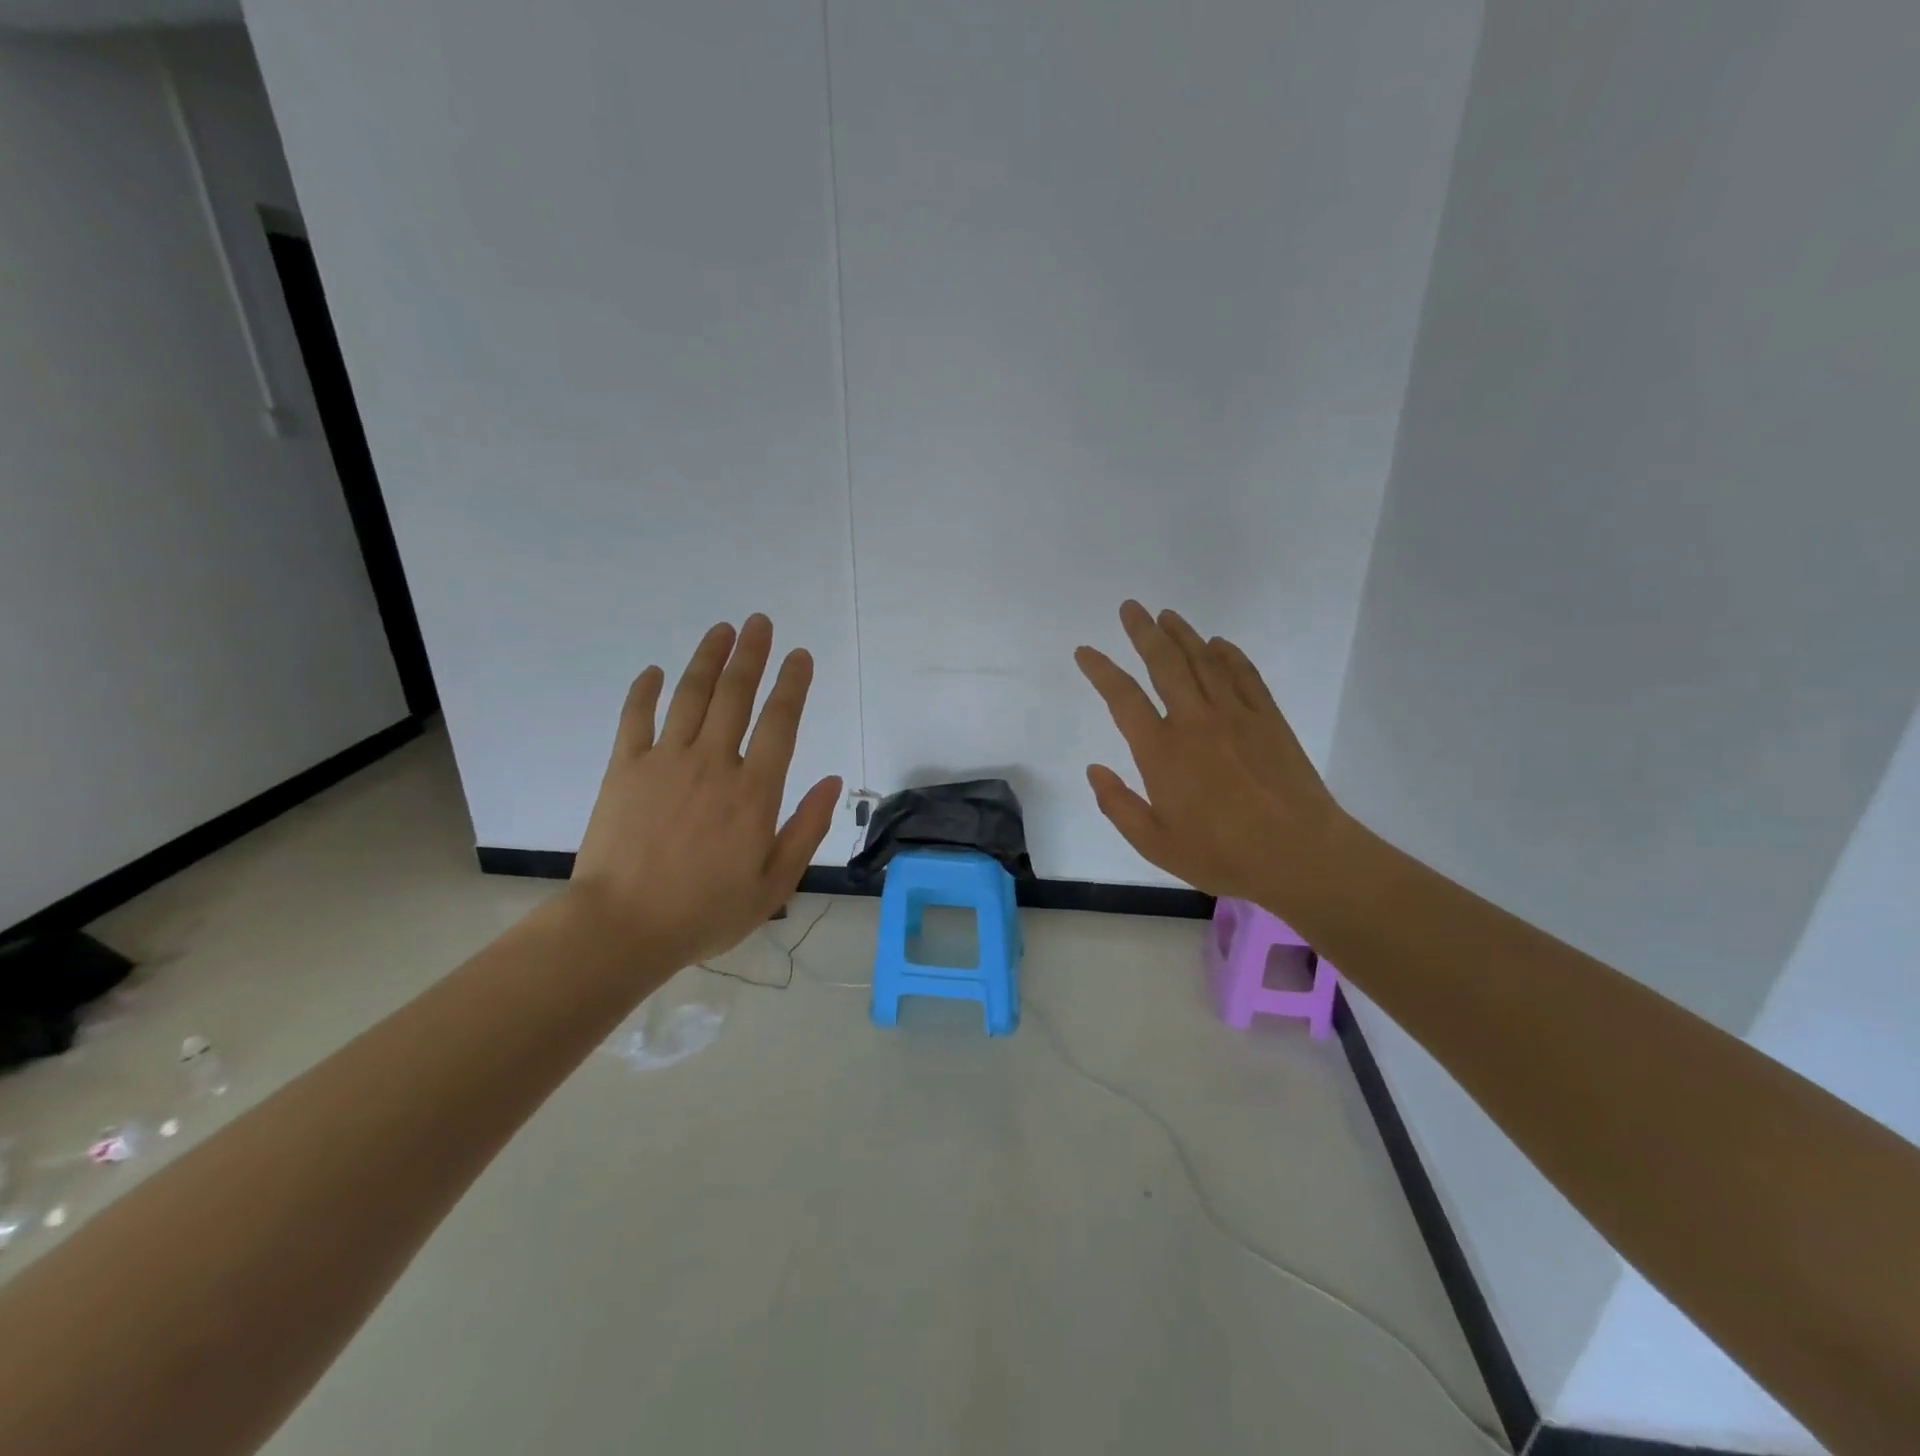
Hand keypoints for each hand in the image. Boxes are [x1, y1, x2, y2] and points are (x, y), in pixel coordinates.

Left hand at [571, 615, 841, 969]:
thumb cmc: (705, 911)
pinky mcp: (623, 770)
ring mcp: (664, 762)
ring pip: (690, 697)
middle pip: (735, 696)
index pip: (780, 723)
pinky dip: (644, 692)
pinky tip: (653, 671)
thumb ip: (806, 829)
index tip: (799, 655)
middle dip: (750, 655)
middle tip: (759, 622)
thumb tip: (832, 781)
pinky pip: (635, 719)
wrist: (622, 928)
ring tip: (721, 630)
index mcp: (753, 792)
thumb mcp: (773, 884)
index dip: (792, 685)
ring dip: (707, 660)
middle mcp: (712, 764)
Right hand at [1075, 601, 1347, 912]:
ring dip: (1183, 635)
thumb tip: (1094, 769)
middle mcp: (1195, 721)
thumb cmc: (1222, 854)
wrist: (1299, 854)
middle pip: (1165, 663)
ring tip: (1167, 615)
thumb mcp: (1155, 844)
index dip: (1101, 671)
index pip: (1123, 698)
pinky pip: (1245, 675)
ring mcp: (1236, 715)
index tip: (1085, 651)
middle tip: (1131, 607)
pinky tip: (1219, 644)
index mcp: (1162, 752)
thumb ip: (1118, 806)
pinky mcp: (1269, 719)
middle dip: (1143, 632)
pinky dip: (1229, 655)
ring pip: (1204, 661)